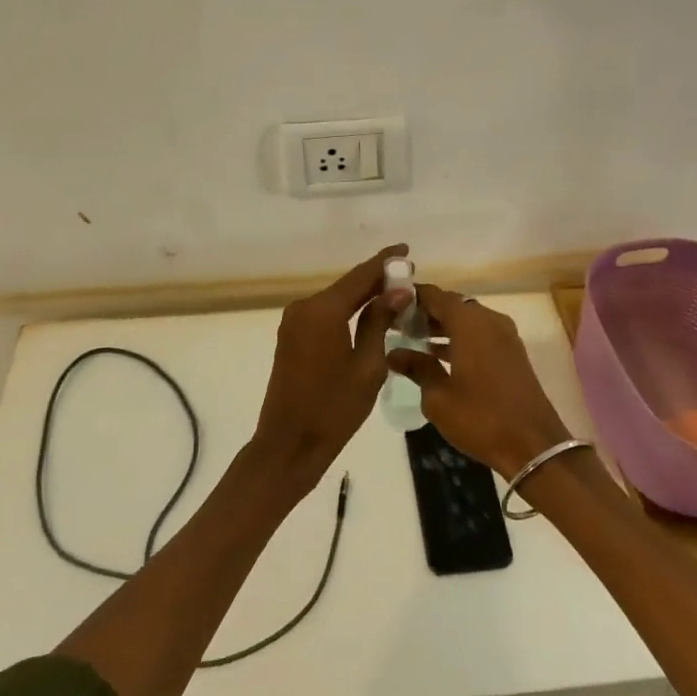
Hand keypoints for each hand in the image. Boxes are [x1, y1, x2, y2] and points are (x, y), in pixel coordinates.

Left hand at [250, 244, 411, 489]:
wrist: (288, 445)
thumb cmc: (334, 409)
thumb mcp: (367, 366)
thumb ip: (379, 323)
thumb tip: (397, 292)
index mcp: (322, 311)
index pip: (360, 276)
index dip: (385, 262)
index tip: (406, 250)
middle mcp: (304, 308)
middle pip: (347, 286)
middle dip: (376, 280)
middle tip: (408, 276)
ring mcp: (294, 322)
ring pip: (336, 300)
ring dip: (363, 296)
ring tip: (396, 294)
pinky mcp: (291, 337)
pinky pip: (325, 315)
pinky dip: (347, 311)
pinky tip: (369, 314)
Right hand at [386, 285, 571, 477]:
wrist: (534, 446)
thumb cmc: (480, 418)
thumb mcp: (438, 397)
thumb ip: (416, 367)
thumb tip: (393, 353)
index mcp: (469, 323)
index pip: (435, 295)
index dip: (411, 296)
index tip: (389, 304)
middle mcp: (489, 320)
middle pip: (452, 304)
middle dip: (426, 311)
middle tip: (398, 324)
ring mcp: (505, 336)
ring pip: (467, 319)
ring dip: (443, 326)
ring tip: (414, 339)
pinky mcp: (513, 353)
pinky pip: (481, 333)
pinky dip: (460, 337)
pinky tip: (440, 355)